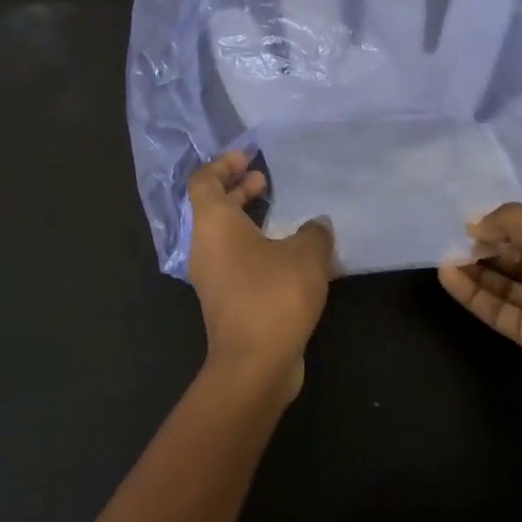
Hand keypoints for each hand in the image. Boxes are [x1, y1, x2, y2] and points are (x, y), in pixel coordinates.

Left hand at [187, 152, 334, 399]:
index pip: (203, 181)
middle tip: (264, 180)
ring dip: (250, 222)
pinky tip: (294, 258)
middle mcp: (205, 248)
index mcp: (214, 225)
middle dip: (238, 191)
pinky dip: (259, 251)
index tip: (248, 157)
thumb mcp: (306, 254)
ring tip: (284, 216)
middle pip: (213, 208)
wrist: (254, 364)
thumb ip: (315, 232)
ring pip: (226, 238)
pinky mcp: (227, 303)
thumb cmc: (273, 295)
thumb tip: (317, 224)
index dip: (223, 164)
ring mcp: (213, 279)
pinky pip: (239, 263)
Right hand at [437, 204, 521, 409]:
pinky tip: (449, 276)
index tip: (473, 218)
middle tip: (453, 236)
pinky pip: (498, 310)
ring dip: (476, 269)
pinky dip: (474, 294)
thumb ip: (517, 225)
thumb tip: (474, 222)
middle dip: (488, 245)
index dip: (506, 224)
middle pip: (518, 256)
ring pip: (504, 283)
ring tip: (443, 254)